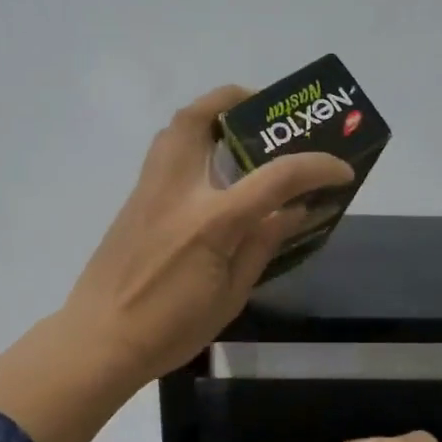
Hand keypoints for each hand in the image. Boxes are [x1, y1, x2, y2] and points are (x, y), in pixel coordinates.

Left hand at [62, 85, 352, 380]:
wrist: (100, 340)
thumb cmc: (170, 329)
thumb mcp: (230, 296)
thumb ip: (262, 246)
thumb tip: (294, 212)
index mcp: (212, 221)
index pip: (276, 177)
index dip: (316, 167)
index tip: (341, 169)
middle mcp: (178, 191)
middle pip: (201, 118)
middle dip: (237, 101)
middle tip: (265, 115)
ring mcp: (149, 191)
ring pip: (174, 128)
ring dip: (208, 117)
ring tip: (236, 137)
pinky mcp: (132, 202)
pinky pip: (163, 154)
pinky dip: (190, 145)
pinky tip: (208, 177)